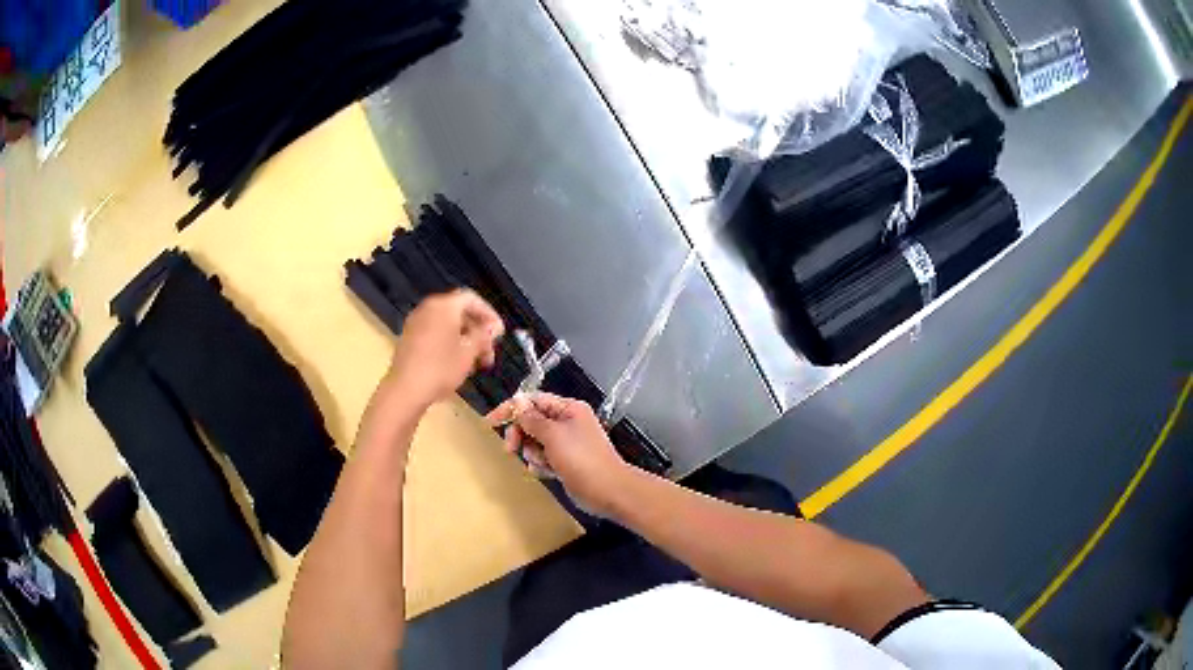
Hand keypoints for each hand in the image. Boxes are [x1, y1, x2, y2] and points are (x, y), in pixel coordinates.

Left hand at [385, 290, 504, 409]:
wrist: (406, 390)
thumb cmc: (441, 368)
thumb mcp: (469, 352)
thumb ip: (484, 335)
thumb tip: (493, 327)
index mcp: (444, 305)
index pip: (472, 299)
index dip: (489, 314)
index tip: (499, 333)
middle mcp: (428, 308)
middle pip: (459, 312)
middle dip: (477, 331)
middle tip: (489, 352)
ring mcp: (416, 322)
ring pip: (447, 324)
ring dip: (465, 339)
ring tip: (475, 363)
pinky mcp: (409, 338)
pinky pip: (435, 333)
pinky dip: (449, 342)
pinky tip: (457, 364)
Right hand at [487, 392, 630, 514]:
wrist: (608, 490)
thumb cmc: (582, 459)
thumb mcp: (553, 435)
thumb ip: (533, 419)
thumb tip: (518, 402)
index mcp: (568, 409)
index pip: (533, 400)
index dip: (512, 409)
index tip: (491, 422)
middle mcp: (567, 423)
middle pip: (531, 422)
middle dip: (521, 435)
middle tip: (511, 448)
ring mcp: (566, 444)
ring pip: (535, 442)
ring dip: (532, 453)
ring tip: (542, 463)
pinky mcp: (565, 462)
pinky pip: (543, 458)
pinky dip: (541, 465)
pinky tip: (547, 473)